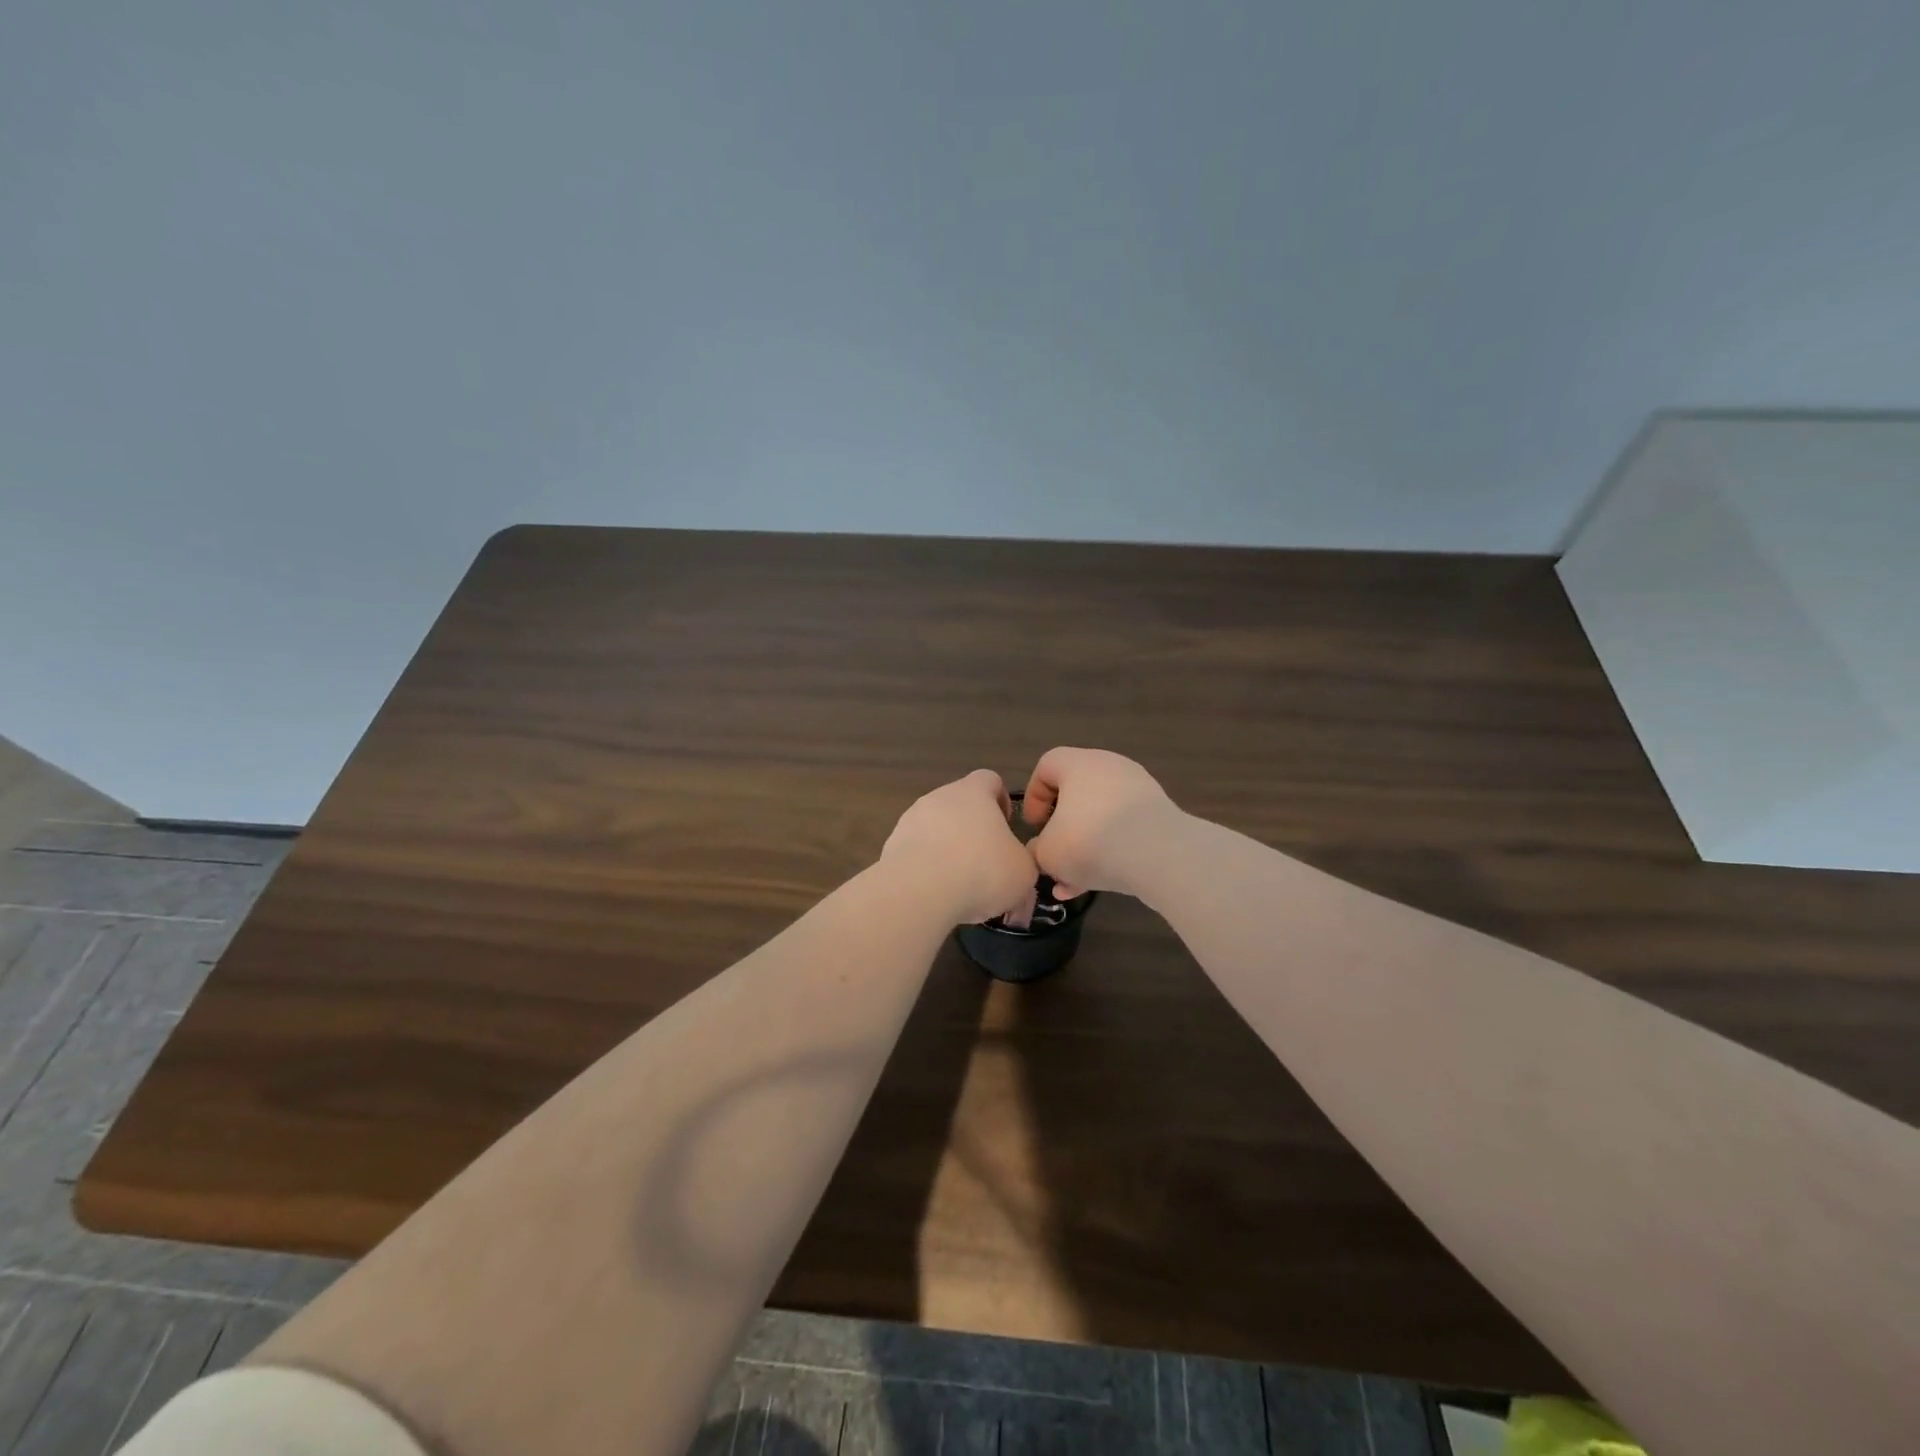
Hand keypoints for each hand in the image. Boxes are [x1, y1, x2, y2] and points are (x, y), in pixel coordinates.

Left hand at [881, 770, 1037, 924]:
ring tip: (959, 883)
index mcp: (973, 792)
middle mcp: (939, 797)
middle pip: (959, 805)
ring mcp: (910, 820)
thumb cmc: (983, 870)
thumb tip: (1016, 869)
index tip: (1006, 827)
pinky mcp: (891, 846)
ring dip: (947, 849)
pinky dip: (926, 867)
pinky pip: (915, 852)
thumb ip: (1023, 862)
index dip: (1000, 800)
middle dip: (972, 830)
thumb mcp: (1024, 871)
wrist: (920, 891)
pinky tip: (935, 892)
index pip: (990, 780)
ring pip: (935, 828)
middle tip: (985, 862)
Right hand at [1021, 747, 1180, 898]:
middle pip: (1077, 793)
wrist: (1159, 855)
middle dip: (1062, 828)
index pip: (1047, 766)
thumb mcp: (1048, 853)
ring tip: (1073, 882)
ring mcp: (1139, 790)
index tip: (1034, 826)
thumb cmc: (1090, 841)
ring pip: (1101, 818)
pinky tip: (1098, 886)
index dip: (1034, 796)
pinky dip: (1110, 853)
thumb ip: (1037, 850)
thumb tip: (1041, 851)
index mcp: (1078, 764)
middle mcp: (1110, 767)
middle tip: (1055, 852)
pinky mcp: (1159, 816)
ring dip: (1085, 847)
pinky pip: (1125, 831)